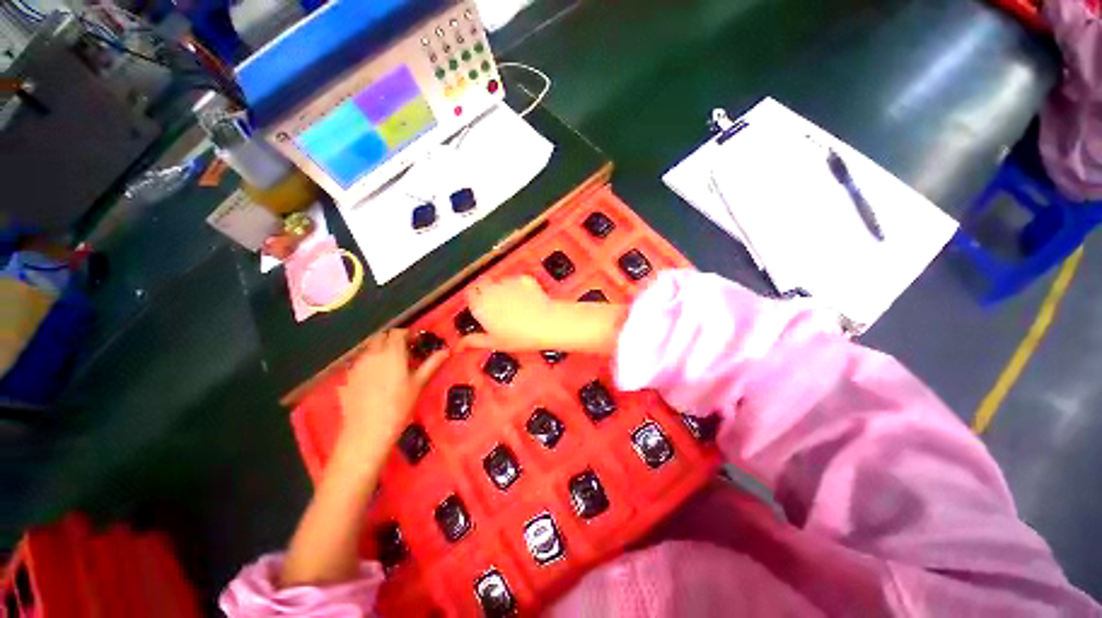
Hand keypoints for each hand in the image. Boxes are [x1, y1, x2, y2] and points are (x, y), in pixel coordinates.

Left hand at [337, 329, 447, 451]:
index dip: (407, 335)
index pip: (398, 333)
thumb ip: (432, 364)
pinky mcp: (347, 377)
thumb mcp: (419, 384)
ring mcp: (357, 365)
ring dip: (379, 350)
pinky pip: (359, 363)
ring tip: (389, 365)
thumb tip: (446, 351)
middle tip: (403, 352)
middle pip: (381, 337)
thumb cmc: (399, 406)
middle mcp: (373, 354)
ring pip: (369, 349)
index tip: (415, 342)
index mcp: (392, 352)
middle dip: (392, 340)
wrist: (367, 431)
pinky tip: (374, 379)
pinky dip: (368, 363)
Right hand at [464, 276, 628, 354]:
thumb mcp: (495, 342)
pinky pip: (516, 281)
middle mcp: (491, 289)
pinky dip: (519, 287)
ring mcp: (508, 281)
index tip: (480, 307)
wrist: (546, 323)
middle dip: (487, 292)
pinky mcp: (523, 278)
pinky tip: (527, 300)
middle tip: (497, 307)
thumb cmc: (520, 336)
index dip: (474, 299)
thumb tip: (461, 344)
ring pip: (500, 282)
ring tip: (515, 305)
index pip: (469, 293)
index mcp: (480, 304)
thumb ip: (475, 340)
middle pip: (483, 284)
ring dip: (503, 289)